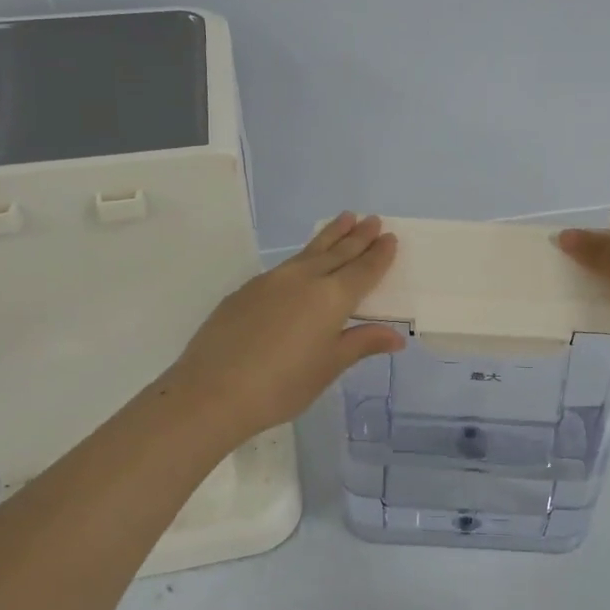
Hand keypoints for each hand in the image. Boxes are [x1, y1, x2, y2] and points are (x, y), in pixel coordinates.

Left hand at [166, 213, 406, 442]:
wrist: (213, 391)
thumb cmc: (282, 385)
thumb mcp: (329, 366)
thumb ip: (362, 343)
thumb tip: (396, 336)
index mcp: (331, 298)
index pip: (363, 270)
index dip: (378, 255)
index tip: (390, 237)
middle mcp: (304, 279)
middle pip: (337, 252)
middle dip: (357, 236)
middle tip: (372, 218)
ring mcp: (272, 281)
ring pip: (308, 251)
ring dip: (330, 235)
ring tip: (344, 219)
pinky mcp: (247, 290)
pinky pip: (285, 265)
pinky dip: (303, 256)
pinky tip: (303, 261)